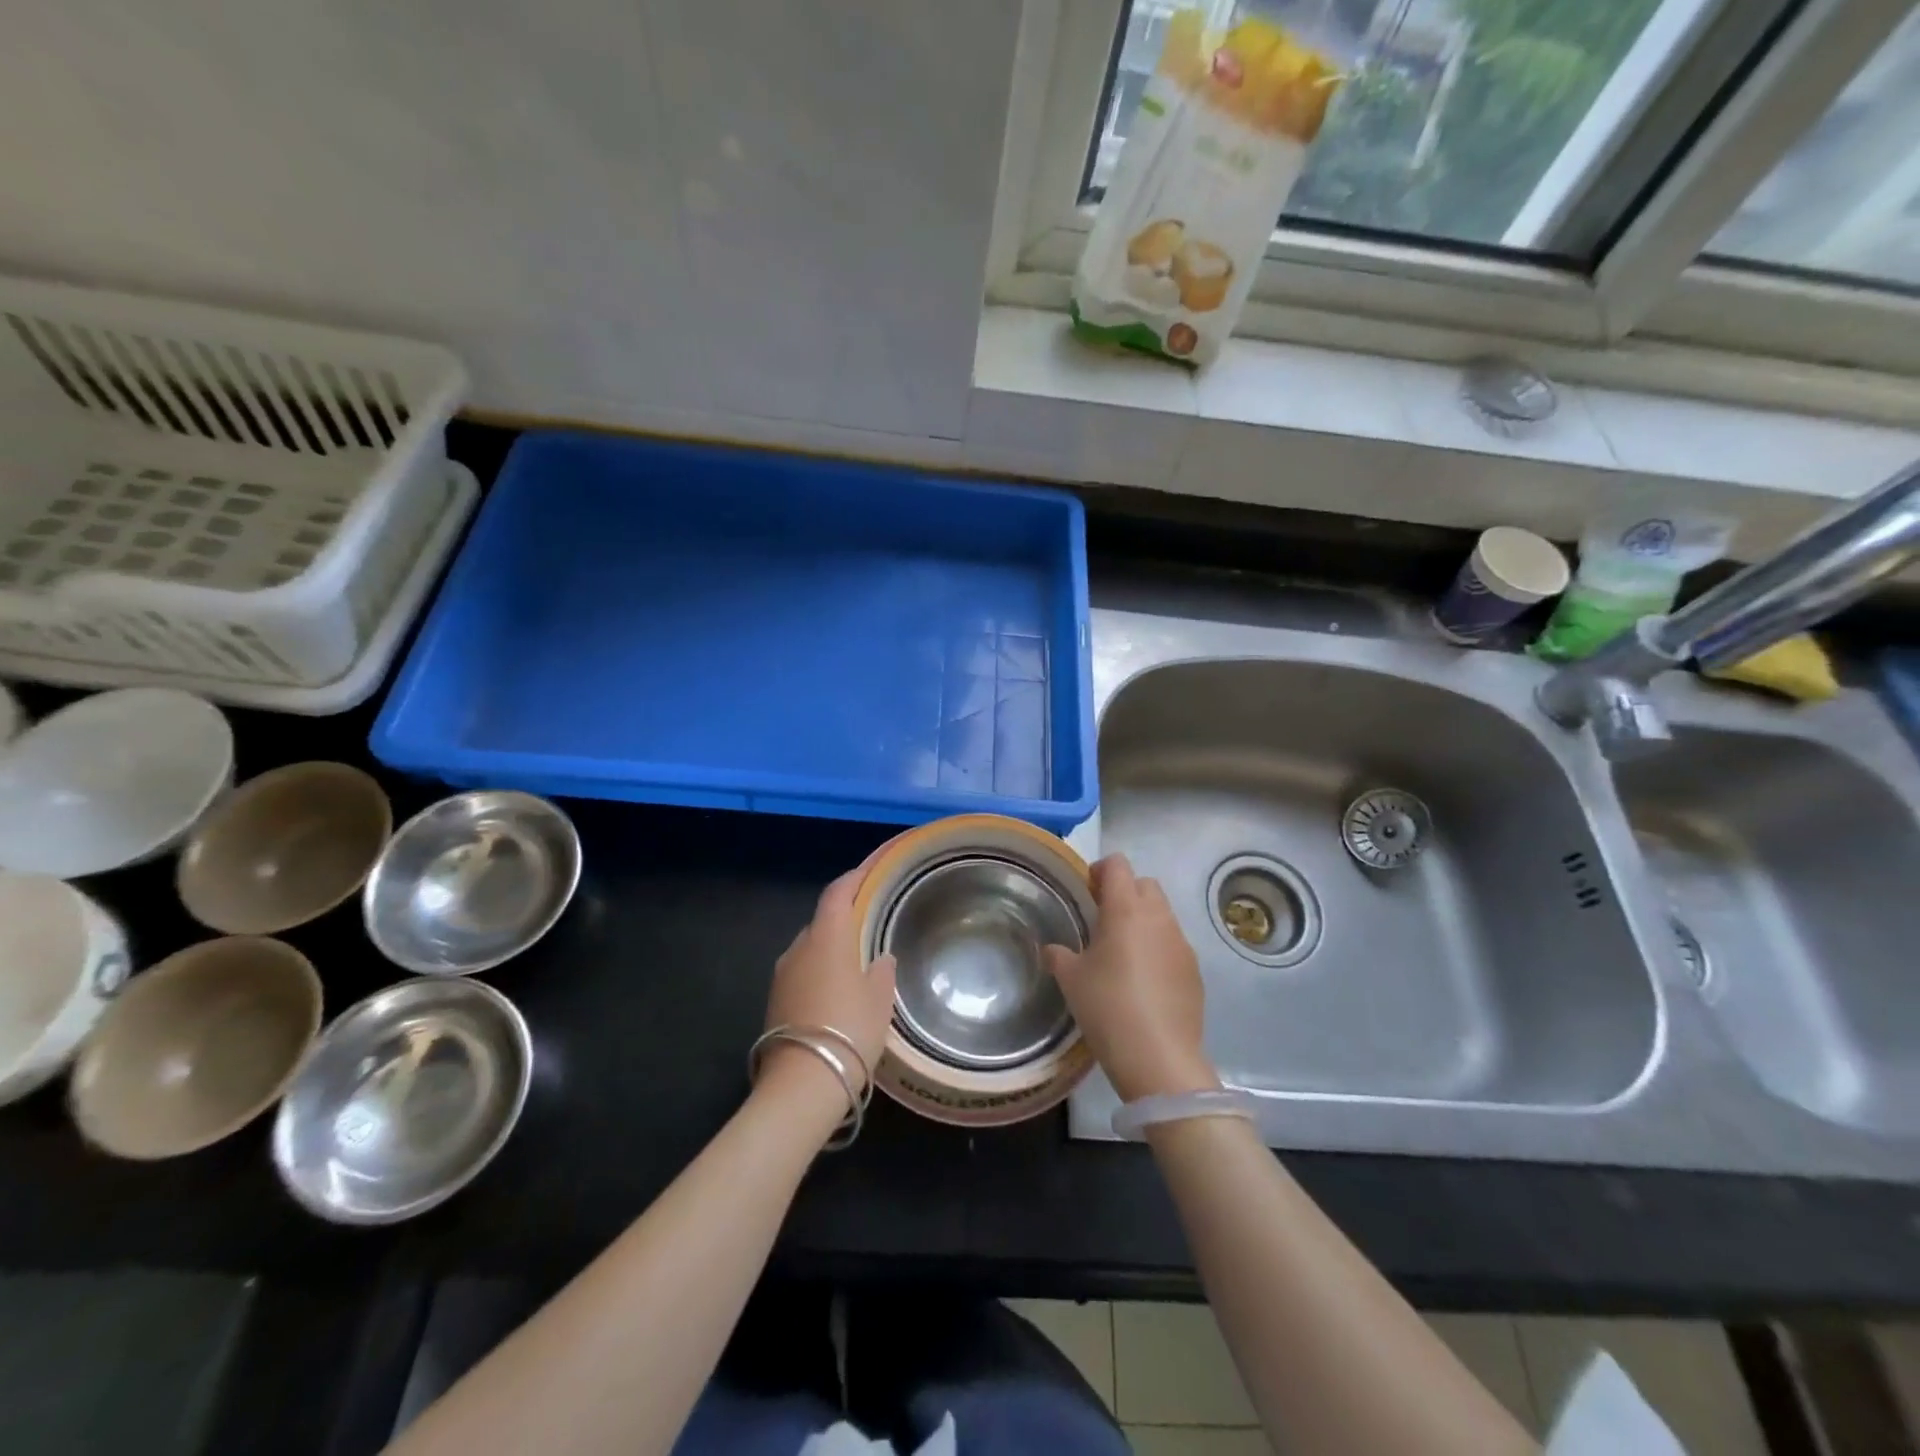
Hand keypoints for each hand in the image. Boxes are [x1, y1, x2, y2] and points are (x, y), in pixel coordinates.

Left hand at [758, 862, 897, 1118]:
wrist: (801, 1084)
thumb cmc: (849, 1030)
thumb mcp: (879, 1000)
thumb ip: (882, 972)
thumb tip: (880, 958)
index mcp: (827, 937)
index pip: (837, 893)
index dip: (853, 878)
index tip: (869, 871)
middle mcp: (799, 948)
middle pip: (822, 920)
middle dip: (844, 918)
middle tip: (870, 924)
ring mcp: (782, 975)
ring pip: (810, 949)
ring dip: (831, 949)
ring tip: (856, 962)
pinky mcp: (774, 1001)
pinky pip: (802, 973)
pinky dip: (819, 972)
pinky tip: (837, 992)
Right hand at [1044, 854, 1219, 1102]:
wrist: (1158, 1056)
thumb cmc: (1107, 1007)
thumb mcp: (1071, 979)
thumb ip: (1059, 956)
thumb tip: (1052, 950)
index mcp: (1126, 909)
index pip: (1118, 865)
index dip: (1100, 871)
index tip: (1087, 893)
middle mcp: (1158, 917)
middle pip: (1145, 884)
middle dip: (1125, 892)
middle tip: (1103, 920)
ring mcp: (1181, 943)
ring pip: (1162, 914)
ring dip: (1143, 921)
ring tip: (1123, 953)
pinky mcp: (1194, 970)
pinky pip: (1174, 944)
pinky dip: (1158, 948)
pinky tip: (1144, 981)